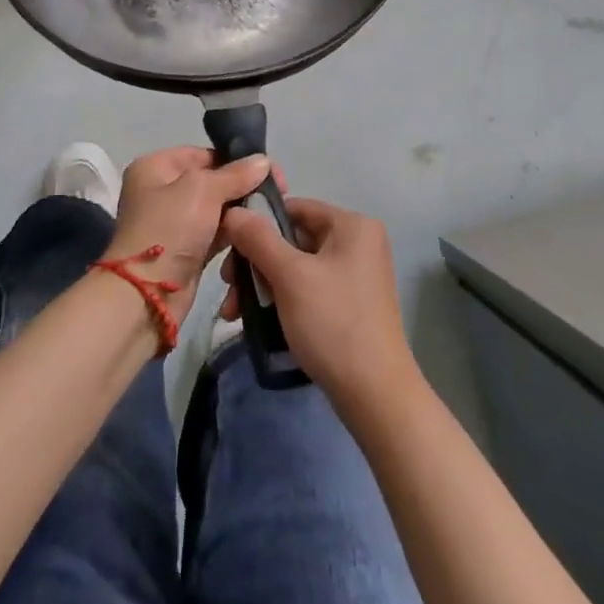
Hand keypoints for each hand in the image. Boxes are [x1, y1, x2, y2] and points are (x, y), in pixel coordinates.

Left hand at [106, 147, 270, 324]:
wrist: (147, 294)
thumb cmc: (170, 228)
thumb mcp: (203, 190)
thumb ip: (235, 174)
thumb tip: (264, 160)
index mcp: (155, 167)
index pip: (202, 154)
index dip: (235, 160)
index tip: (270, 170)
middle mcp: (161, 191)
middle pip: (210, 181)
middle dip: (241, 187)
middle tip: (277, 193)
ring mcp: (173, 222)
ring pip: (215, 209)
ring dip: (240, 212)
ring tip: (271, 213)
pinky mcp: (185, 249)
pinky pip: (215, 233)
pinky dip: (233, 233)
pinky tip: (257, 233)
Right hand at [220, 197, 419, 415]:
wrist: (375, 395)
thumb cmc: (333, 323)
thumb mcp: (290, 276)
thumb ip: (258, 239)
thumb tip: (232, 212)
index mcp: (352, 225)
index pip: (294, 208)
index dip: (257, 224)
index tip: (228, 250)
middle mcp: (358, 242)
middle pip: (292, 239)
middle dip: (255, 264)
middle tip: (229, 290)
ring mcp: (356, 275)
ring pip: (296, 267)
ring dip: (263, 285)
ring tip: (235, 313)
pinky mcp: (351, 303)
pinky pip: (308, 288)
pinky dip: (283, 299)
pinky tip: (258, 321)